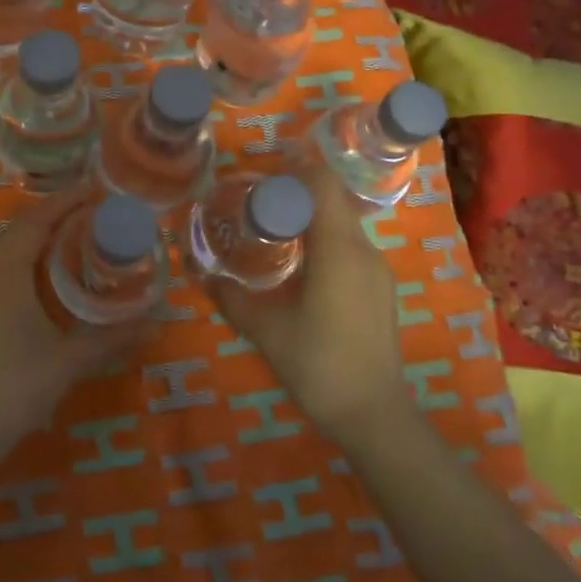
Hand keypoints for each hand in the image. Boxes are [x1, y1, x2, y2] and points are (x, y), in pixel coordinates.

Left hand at [0, 190, 154, 462]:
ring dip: (40, 234)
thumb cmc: (18, 386)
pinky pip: (3, 265)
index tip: (96, 191)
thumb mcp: (70, 360)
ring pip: (9, 246)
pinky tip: (49, 272)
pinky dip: (28, 255)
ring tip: (76, 234)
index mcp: (8, 274)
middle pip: (21, 228)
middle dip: (56, 214)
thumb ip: (113, 338)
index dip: (65, 202)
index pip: (36, 221)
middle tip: (93, 211)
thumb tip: (157, 322)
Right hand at [208, 163, 405, 444]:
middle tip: (257, 199)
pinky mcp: (379, 290)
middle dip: (297, 193)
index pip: (322, 185)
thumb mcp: (264, 329)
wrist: (374, 416)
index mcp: (339, 249)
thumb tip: (201, 273)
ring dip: (311, 217)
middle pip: (332, 201)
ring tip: (273, 228)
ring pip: (342, 224)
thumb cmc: (318, 365)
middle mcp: (363, 250)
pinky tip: (299, 264)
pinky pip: (350, 247)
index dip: (296, 167)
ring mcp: (377, 271)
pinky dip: (324, 240)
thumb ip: (230, 296)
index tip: (265, 165)